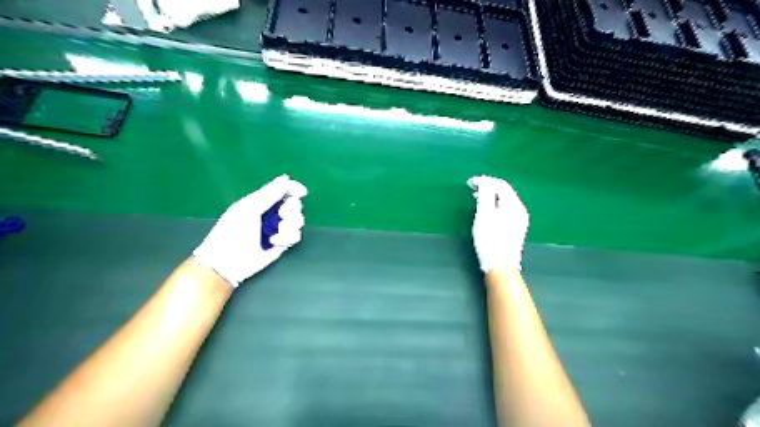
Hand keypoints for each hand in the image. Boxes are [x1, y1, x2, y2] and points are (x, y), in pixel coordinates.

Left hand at [193, 174, 307, 285]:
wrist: (229, 261)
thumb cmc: (233, 231)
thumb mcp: (249, 208)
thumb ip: (269, 193)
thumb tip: (286, 178)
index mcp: (262, 201)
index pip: (283, 190)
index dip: (294, 188)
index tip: (301, 192)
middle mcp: (272, 213)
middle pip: (294, 204)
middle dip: (291, 209)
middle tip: (281, 215)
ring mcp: (278, 228)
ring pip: (298, 220)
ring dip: (290, 225)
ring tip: (276, 232)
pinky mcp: (283, 243)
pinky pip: (296, 235)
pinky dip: (287, 237)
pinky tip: (274, 242)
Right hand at [467, 175, 529, 271]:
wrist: (500, 265)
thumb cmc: (490, 239)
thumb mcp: (484, 215)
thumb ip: (485, 195)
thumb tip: (484, 181)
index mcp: (514, 205)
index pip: (500, 185)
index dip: (485, 181)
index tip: (469, 183)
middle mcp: (520, 210)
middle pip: (504, 191)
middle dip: (488, 187)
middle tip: (472, 188)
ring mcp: (519, 220)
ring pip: (504, 200)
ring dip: (490, 196)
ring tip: (476, 197)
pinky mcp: (515, 227)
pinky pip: (505, 209)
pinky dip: (494, 205)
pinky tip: (486, 210)